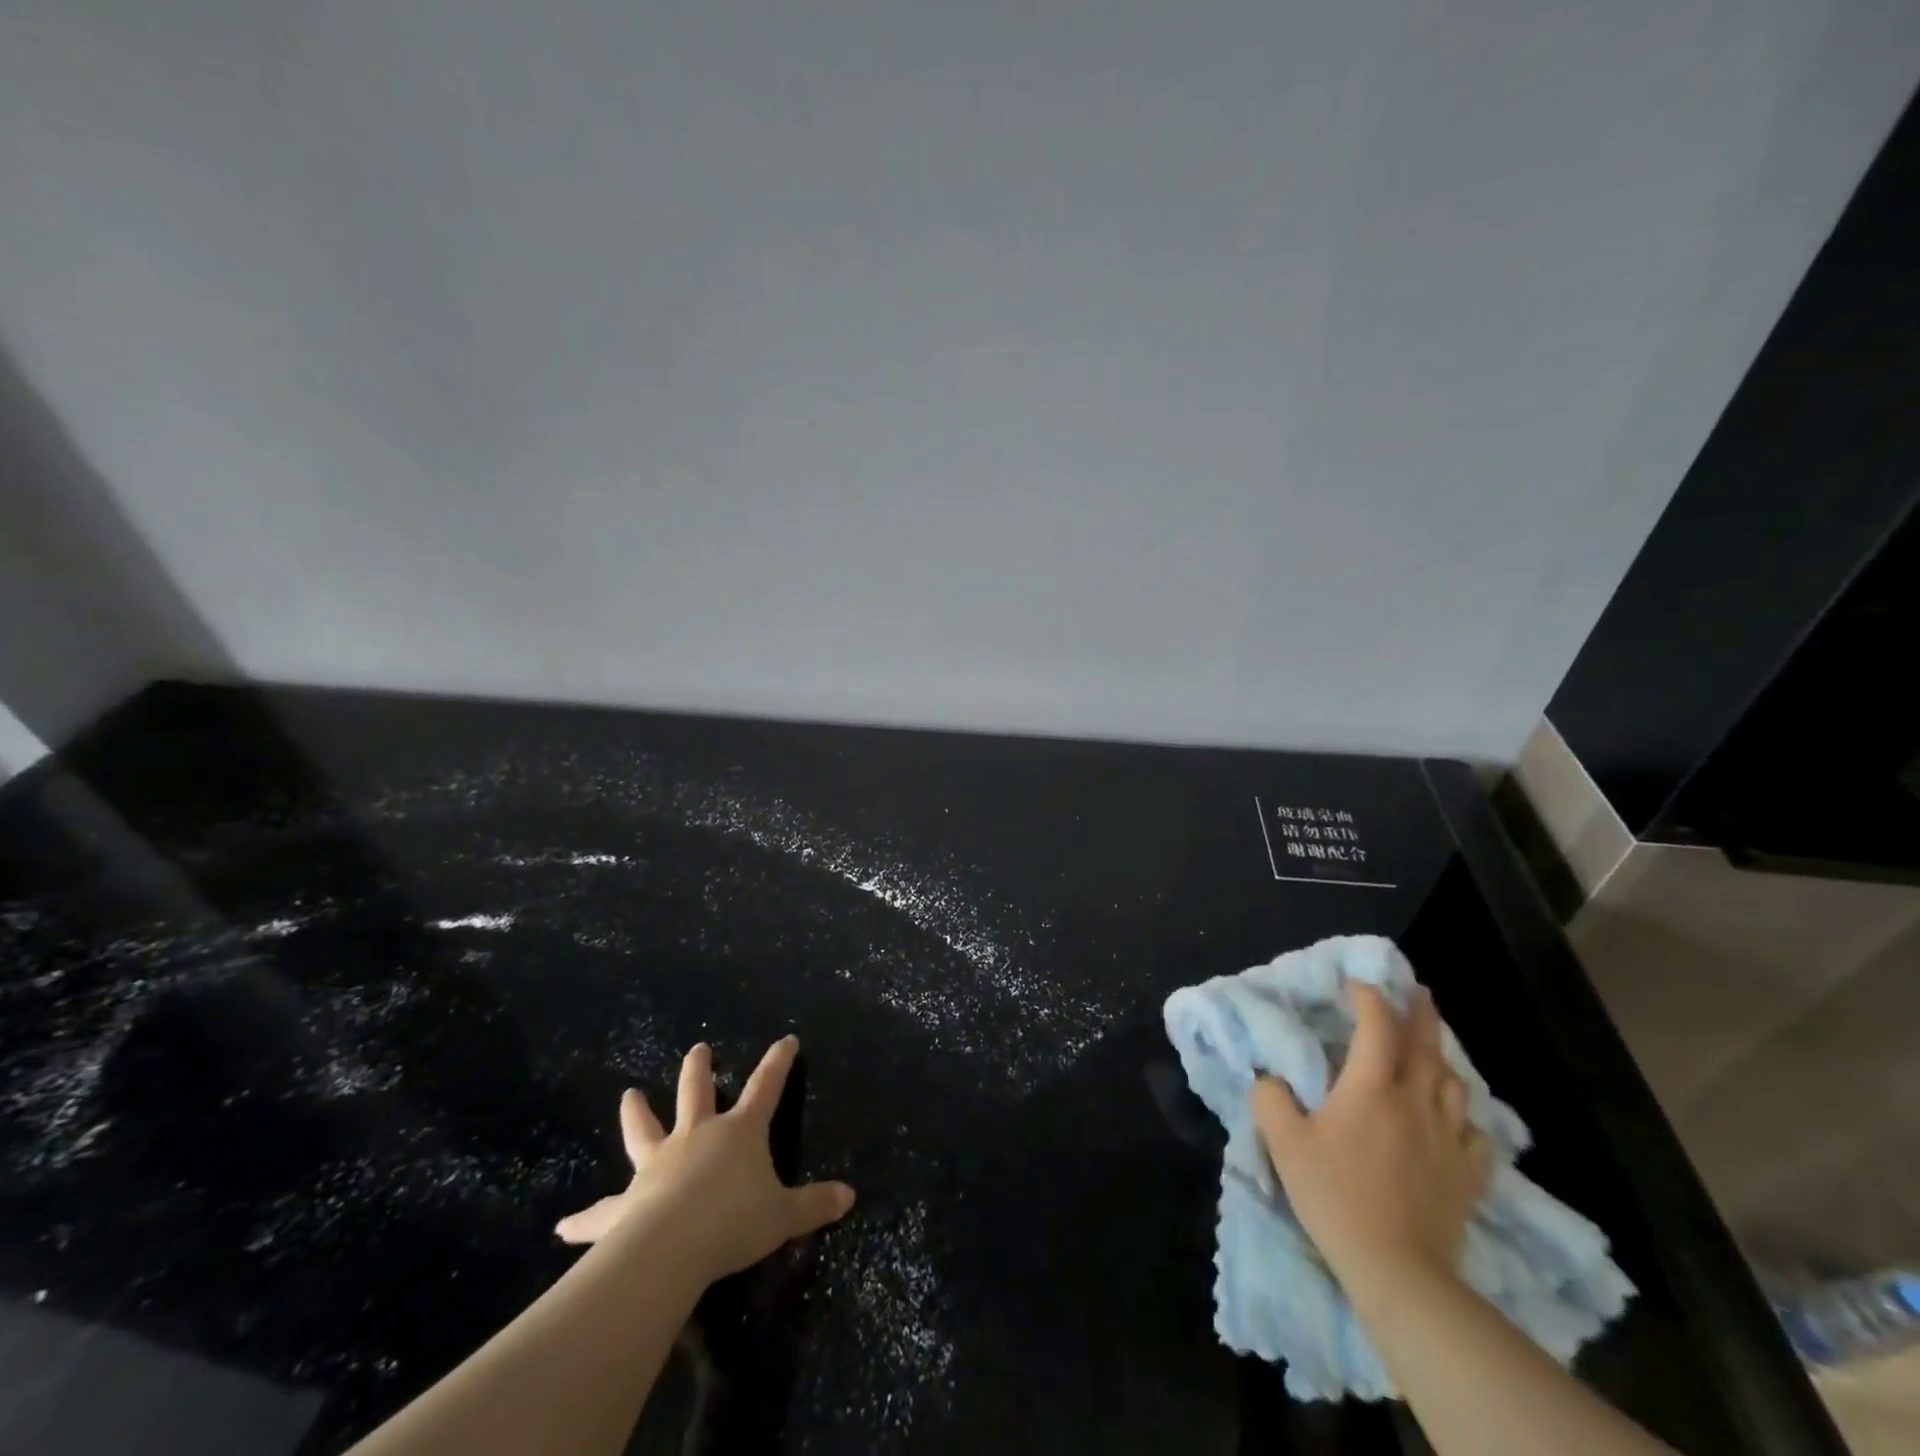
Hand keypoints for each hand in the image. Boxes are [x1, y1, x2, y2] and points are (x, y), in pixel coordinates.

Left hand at [555, 1037, 855, 1281]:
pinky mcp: (627, 1202)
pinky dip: (585, 1218)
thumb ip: (815, 1205)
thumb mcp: (784, 1215)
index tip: (786, 1039)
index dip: (778, 1062)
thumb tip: (850, 1196)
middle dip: (699, 1070)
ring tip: (627, 1097)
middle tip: (699, 1049)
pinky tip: (563, 1226)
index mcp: (738, 1132)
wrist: (672, 1247)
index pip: (766, 1087)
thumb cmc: (734, 1221)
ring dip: (636, 1114)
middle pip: (696, 1092)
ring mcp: (659, 1164)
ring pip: (644, 1131)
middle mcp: (697, 1136)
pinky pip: (603, 1210)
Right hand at [1250, 982, 1491, 1284]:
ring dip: (1442, 1059)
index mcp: (1371, 1087)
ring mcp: (1448, 1138)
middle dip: (1420, 1013)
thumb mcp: (1283, 1143)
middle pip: (1426, 1045)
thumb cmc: (1335, 1195)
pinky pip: (1474, 1132)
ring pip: (1455, 1084)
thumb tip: (1270, 1080)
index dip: (1369, 998)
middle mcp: (1416, 1101)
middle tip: (1418, 991)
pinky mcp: (1467, 1174)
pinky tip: (1457, 1119)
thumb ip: (1269, 1099)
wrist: (1398, 1269)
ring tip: (1433, 1051)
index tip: (1356, 985)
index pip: (1376, 1026)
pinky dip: (1464, 1115)